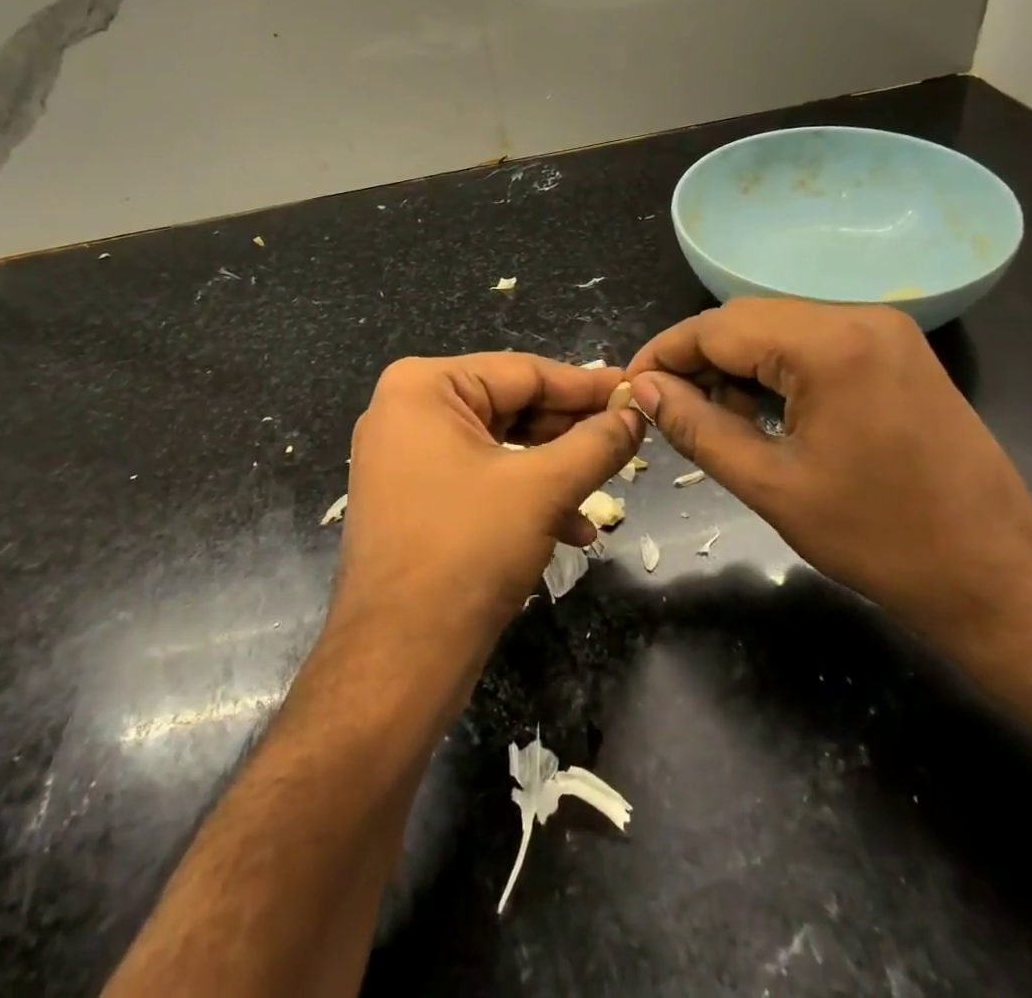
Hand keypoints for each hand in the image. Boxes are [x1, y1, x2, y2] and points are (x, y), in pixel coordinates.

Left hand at [334, 354, 642, 658]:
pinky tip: (571, 529)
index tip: (634, 391)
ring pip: (501, 446)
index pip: (523, 372)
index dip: (586, 385)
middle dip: (570, 433)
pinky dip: (524, 497)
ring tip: (604, 490)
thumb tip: (634, 414)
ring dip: (555, 471)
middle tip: (627, 441)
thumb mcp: (543, 488)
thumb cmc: (467, 552)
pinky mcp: (412, 497)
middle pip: (511, 406)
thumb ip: (596, 443)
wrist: (397, 660)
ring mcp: (405, 456)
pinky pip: (480, 478)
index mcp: (424, 386)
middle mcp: (407, 410)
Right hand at [626, 300, 1031, 648]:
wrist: (997, 576)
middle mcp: (858, 316)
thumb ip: (698, 427)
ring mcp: (885, 330)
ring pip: (779, 329)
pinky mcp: (897, 350)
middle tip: (670, 411)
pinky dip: (778, 369)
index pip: (717, 327)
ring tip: (719, 422)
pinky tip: (766, 413)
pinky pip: (814, 342)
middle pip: (747, 320)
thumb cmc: (880, 539)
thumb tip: (646, 390)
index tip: (632, 387)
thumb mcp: (771, 485)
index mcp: (829, 344)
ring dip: (738, 366)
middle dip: (700, 361)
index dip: (665, 354)